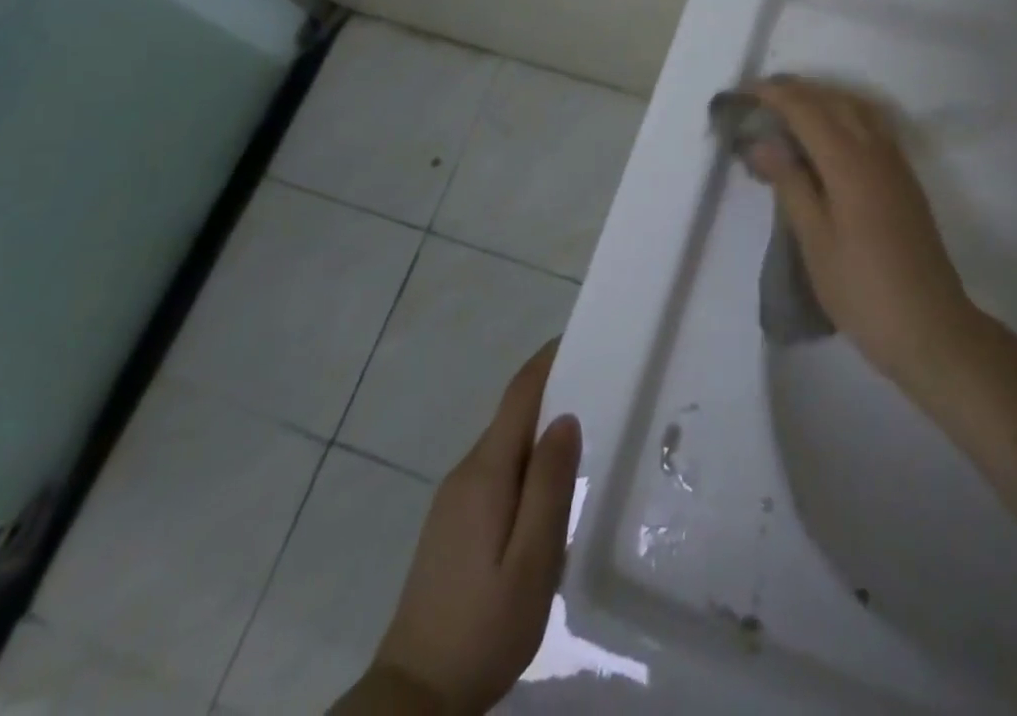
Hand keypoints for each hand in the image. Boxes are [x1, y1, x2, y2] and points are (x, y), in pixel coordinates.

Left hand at [368, 341, 580, 714]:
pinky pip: (496, 470)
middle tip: (602, 388)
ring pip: (505, 445)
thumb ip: (550, 485)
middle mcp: (466, 473)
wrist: (414, 698)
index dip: (548, 361)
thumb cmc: (484, 628)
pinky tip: (548, 488)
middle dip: (553, 393)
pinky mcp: (451, 524)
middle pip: (513, 415)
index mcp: (486, 472)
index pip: (519, 394)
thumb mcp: (532, 560)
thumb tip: (566, 418)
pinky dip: (526, 460)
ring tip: (586, 436)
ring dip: (540, 430)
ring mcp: (453, 499)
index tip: (582, 338)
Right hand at [745, 78, 979, 389]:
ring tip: (791, 109)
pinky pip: (872, 126)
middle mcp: (876, 150)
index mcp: (849, 162)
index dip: (774, 95)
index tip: (743, 93)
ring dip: (824, 99)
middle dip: (797, 91)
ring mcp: (896, 163)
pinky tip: (829, 136)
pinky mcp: (904, 179)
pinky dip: (845, 115)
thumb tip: (761, 143)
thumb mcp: (814, 240)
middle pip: (834, 101)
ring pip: (858, 109)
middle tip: (761, 97)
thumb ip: (790, 184)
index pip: (806, 110)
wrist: (929, 326)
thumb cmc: (861, 288)